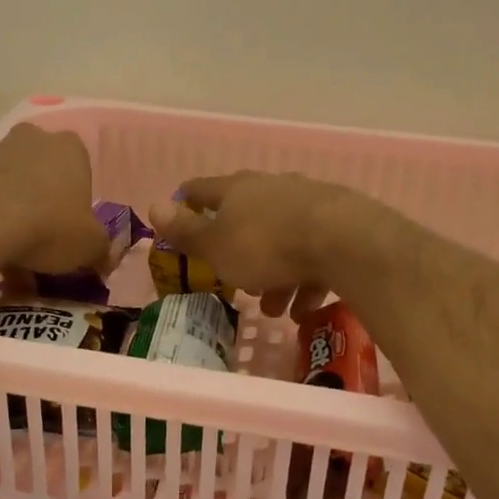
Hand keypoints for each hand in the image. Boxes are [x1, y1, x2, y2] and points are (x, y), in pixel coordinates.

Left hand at [0, 124, 111, 274]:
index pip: (81, 170)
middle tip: (43, 243)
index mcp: (70, 148)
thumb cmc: (50, 226)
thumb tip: (103, 260)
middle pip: (43, 174)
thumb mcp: (89, 246)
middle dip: (44, 205)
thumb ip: (101, 251)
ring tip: (12, 258)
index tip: (71, 231)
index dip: (78, 203)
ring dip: (14, 216)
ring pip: (11, 187)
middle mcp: (33, 140)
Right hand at [148, 172, 355, 321]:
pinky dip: (304, 279)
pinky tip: (305, 307)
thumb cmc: (267, 245)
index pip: (202, 189)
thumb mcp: (217, 246)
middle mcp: (271, 189)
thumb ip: (187, 231)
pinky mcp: (338, 223)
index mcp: (236, 190)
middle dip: (238, 252)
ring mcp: (308, 203)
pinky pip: (312, 253)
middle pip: (245, 218)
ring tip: (275, 310)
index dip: (186, 202)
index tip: (179, 214)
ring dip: (274, 275)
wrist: (345, 241)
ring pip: (281, 241)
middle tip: (236, 283)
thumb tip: (154, 205)